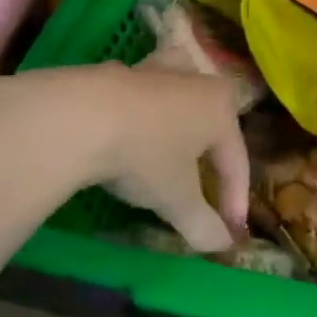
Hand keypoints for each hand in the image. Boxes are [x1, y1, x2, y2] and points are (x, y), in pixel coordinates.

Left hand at [0, 65, 249, 253]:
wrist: (79, 117)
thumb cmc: (144, 155)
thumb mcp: (176, 200)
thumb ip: (203, 224)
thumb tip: (222, 245)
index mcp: (221, 108)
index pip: (236, 161)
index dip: (235, 200)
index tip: (229, 232)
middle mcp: (196, 82)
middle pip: (213, 122)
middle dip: (214, 154)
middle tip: (209, 184)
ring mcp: (156, 71)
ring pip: (181, 94)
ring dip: (183, 116)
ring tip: (179, 134)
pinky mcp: (119, 70)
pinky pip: (144, 94)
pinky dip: (144, 111)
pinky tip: (131, 127)